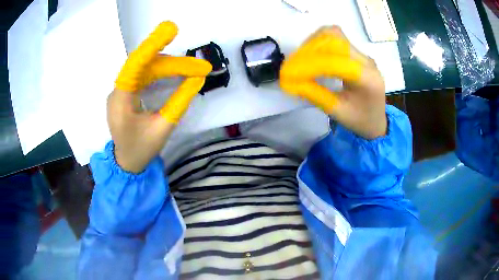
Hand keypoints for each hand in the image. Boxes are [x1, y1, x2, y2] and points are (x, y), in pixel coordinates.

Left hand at [109, 21, 211, 172]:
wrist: (127, 163)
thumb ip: (180, 101)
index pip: (135, 65)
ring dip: (168, 67)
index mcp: (120, 101)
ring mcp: (121, 91)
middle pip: (145, 66)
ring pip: (145, 69)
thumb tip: (198, 78)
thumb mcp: (163, 128)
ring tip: (192, 69)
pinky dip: (161, 72)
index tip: (171, 30)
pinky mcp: (126, 93)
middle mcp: (118, 91)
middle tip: (200, 67)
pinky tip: (175, 71)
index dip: (151, 45)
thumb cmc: (142, 149)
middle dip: (173, 64)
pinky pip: (144, 76)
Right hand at [279, 26, 386, 138]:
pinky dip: (318, 42)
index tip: (288, 73)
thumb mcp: (337, 112)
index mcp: (368, 79)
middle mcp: (367, 61)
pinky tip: (311, 55)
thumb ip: (314, 94)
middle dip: (309, 50)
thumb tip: (289, 81)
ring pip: (333, 35)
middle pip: (334, 39)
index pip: (335, 61)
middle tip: (292, 65)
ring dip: (313, 43)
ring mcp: (362, 54)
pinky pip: (335, 38)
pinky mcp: (357, 52)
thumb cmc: (359, 120)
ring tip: (300, 59)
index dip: (309, 64)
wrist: (376, 120)